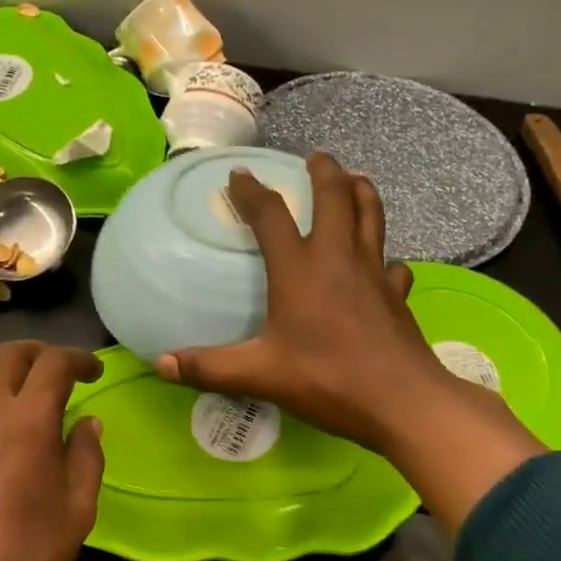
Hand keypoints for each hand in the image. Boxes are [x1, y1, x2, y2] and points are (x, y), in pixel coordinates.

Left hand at [0, 342, 104, 560]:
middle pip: (8, 355)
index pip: (53, 364)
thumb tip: (88, 422)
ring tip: (27, 387)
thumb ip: (86, 456)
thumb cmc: (29, 555)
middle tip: (61, 370)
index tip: (94, 371)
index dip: (78, 359)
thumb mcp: (78, 509)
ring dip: (6, 367)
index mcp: (27, 423)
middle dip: (39, 352)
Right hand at [156, 153, 544, 531]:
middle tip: (317, 159)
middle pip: (336, 198)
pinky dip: (385, 255)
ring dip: (362, 193)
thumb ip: (210, 368)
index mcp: (299, 269)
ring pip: (372, 217)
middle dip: (325, 173)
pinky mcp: (398, 295)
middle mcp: (338, 258)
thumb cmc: (327, 380)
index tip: (239, 175)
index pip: (270, 215)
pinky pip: (394, 263)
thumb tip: (161, 365)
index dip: (252, 192)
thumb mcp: (260, 375)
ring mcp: (375, 273)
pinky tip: (384, 264)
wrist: (400, 400)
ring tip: (356, 181)